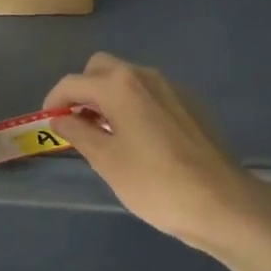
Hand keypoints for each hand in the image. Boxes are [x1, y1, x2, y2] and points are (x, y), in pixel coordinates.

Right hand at [44, 53, 270, 254]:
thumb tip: (60, 118)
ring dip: (109, 96)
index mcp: (119, 85)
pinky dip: (135, 104)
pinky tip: (140, 138)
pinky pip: (151, 93)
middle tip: (78, 123)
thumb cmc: (154, 183)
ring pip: (128, 78)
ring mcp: (172, 87)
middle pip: (101, 68)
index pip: (73, 82)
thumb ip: (78, 133)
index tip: (48, 122)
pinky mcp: (191, 104)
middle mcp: (145, 76)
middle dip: (83, 89)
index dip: (54, 100)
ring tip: (106, 133)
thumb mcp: (106, 161)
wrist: (221, 202)